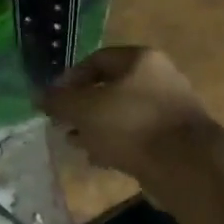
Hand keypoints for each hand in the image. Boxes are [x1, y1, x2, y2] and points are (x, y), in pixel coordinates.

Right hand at [39, 46, 213, 180]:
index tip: (52, 100)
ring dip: (98, 128)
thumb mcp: (85, 110)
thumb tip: (38, 96)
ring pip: (123, 114)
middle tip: (62, 124)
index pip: (96, 60)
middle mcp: (159, 77)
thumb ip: (59, 101)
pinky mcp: (174, 138)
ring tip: (76, 144)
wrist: (185, 164)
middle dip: (83, 107)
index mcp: (140, 60)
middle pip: (111, 88)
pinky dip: (116, 144)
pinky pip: (136, 136)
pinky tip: (100, 159)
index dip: (70, 79)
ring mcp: (169, 109)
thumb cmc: (130, 125)